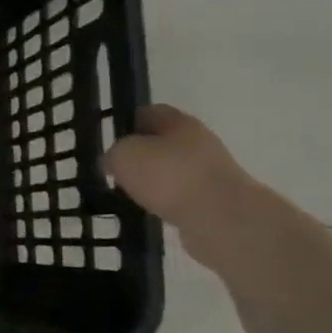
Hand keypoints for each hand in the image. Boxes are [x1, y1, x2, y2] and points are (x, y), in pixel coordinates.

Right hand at [105, 105, 260, 259]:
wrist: (221, 219)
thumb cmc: (169, 175)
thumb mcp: (124, 155)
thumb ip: (113, 153)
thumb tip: (114, 162)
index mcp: (179, 122)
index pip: (149, 112)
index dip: (127, 123)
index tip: (110, 140)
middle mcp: (199, 142)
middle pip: (163, 143)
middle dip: (141, 156)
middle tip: (117, 170)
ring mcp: (211, 173)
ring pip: (173, 172)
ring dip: (154, 182)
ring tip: (131, 195)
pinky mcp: (216, 202)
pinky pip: (182, 197)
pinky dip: (166, 203)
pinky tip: (152, 212)